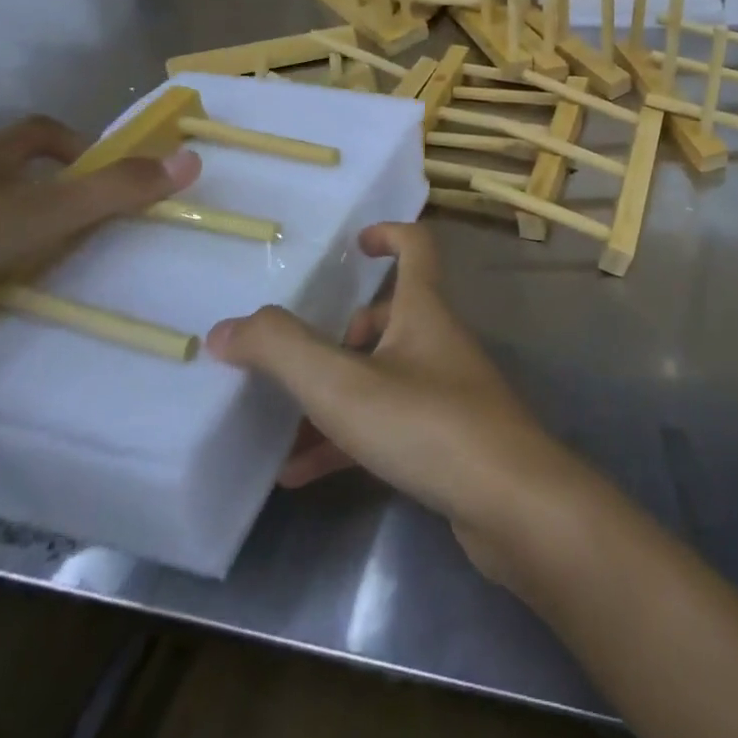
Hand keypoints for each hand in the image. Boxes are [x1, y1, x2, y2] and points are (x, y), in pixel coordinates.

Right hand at [205, 222, 591, 583]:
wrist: (511, 503)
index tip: (354, 244)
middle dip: (344, 329)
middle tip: (297, 354)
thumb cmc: (428, 424)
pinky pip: (386, 425)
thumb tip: (226, 328)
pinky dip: (345, 440)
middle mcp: (438, 341)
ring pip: (383, 375)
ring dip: (334, 393)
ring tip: (280, 421)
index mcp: (424, 310)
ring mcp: (446, 391)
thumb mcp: (344, 386)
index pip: (417, 246)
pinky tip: (299, 475)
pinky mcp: (446, 439)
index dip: (388, 234)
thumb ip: (283, 351)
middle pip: (392, 315)